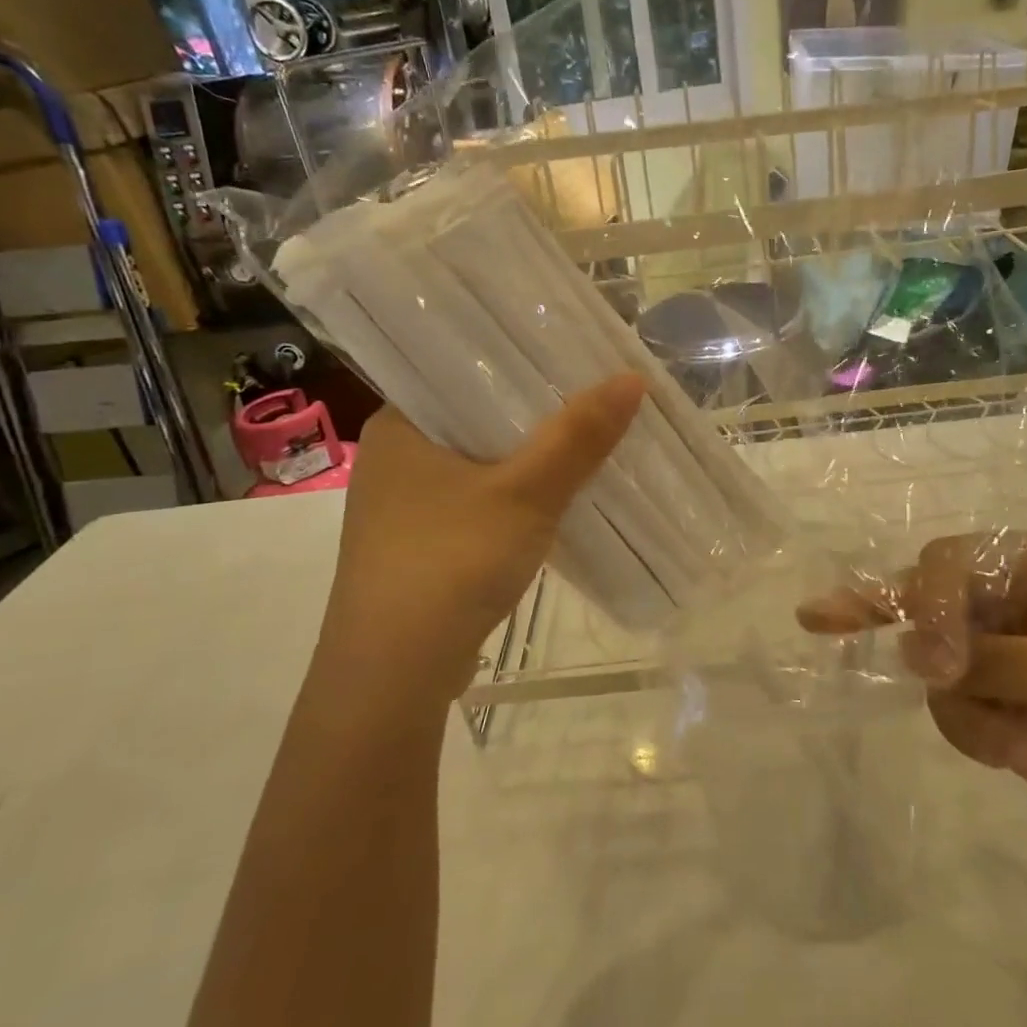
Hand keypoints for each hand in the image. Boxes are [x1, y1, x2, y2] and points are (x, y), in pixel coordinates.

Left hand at [314, 372, 644, 715]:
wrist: (393, 674)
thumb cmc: (450, 562)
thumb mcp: (525, 493)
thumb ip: (578, 436)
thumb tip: (633, 377)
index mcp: (398, 424)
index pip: (463, 369)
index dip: (521, 358)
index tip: (574, 352)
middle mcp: (395, 457)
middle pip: (477, 416)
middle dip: (535, 411)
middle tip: (594, 391)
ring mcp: (404, 506)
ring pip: (480, 462)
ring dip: (527, 457)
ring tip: (586, 437)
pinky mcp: (420, 545)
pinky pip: (478, 501)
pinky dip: (514, 496)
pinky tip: (554, 497)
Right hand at [799, 533, 1026, 802]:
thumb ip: (987, 659)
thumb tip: (908, 653)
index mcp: (1020, 565)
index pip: (940, 568)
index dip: (925, 608)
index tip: (936, 667)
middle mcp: (1000, 595)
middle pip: (927, 619)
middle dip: (943, 674)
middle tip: (965, 706)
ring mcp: (999, 643)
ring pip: (937, 672)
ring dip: (970, 719)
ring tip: (1022, 755)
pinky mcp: (1003, 687)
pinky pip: (959, 704)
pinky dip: (982, 736)